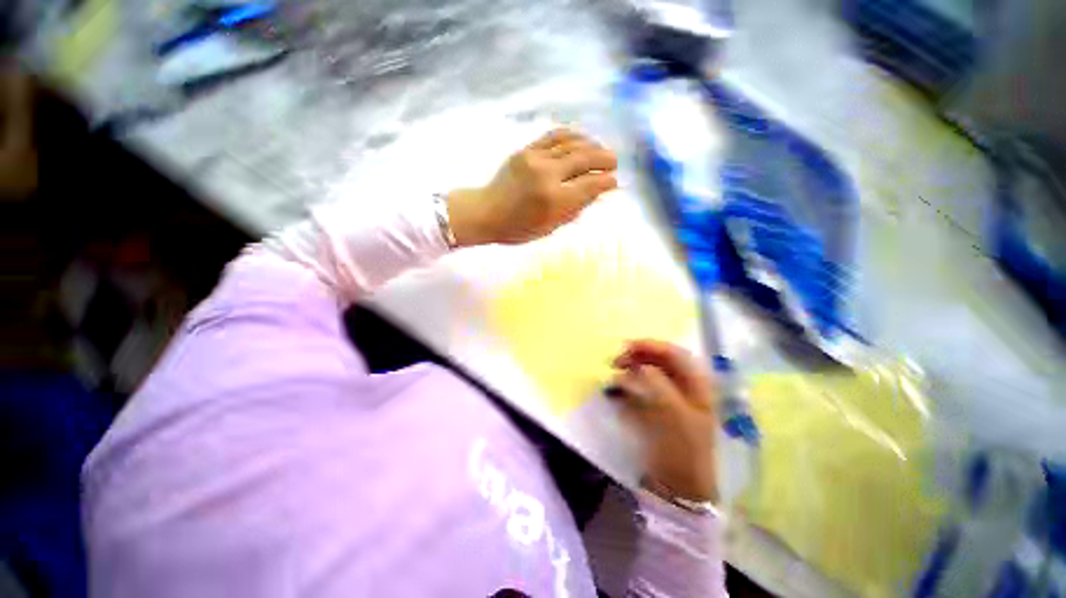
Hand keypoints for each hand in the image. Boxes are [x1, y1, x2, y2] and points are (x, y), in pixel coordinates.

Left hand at [446, 128, 617, 246]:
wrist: (486, 212)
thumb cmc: (518, 228)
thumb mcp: (550, 228)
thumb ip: (574, 209)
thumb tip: (595, 193)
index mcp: (554, 200)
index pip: (590, 185)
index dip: (606, 182)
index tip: (614, 182)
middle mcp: (548, 175)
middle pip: (585, 159)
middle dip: (605, 159)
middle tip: (614, 162)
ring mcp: (535, 159)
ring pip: (572, 144)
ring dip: (591, 145)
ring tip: (601, 150)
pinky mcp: (525, 150)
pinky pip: (554, 136)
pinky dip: (571, 135)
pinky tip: (581, 138)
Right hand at [608, 340, 718, 502]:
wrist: (679, 487)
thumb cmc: (682, 448)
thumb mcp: (673, 414)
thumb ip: (657, 384)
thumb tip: (639, 366)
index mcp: (696, 385)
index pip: (674, 353)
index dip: (651, 346)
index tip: (626, 347)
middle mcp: (684, 387)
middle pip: (660, 361)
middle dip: (638, 357)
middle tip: (616, 360)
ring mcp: (669, 398)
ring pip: (649, 373)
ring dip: (631, 370)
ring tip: (614, 375)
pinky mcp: (655, 410)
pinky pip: (640, 389)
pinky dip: (628, 385)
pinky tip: (616, 390)